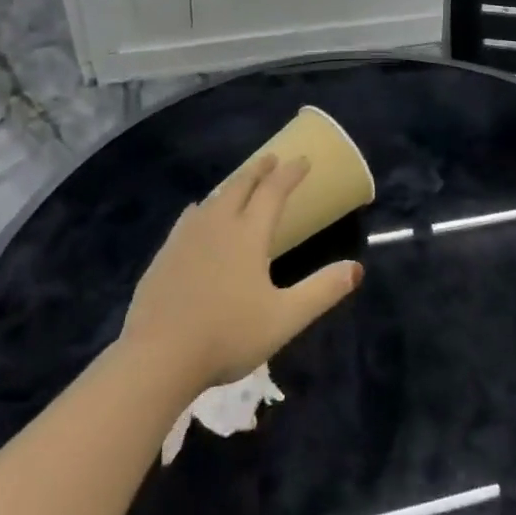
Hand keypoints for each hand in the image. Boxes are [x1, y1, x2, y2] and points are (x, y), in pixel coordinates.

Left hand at [121, 155, 362, 392]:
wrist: (158, 356)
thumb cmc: (228, 334)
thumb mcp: (285, 318)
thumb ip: (322, 291)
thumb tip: (357, 268)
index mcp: (248, 234)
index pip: (273, 191)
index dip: (290, 174)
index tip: (302, 160)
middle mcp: (217, 224)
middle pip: (240, 185)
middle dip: (259, 169)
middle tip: (271, 158)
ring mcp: (186, 237)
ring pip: (213, 198)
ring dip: (231, 185)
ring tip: (240, 183)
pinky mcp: (165, 254)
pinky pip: (189, 217)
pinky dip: (203, 207)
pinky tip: (197, 214)